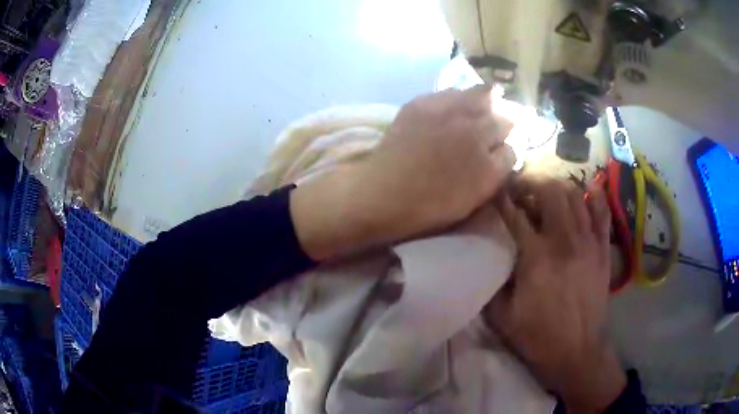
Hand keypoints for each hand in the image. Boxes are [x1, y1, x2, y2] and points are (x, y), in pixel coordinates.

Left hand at [291, 86, 515, 259]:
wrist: (382, 192)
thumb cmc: (428, 205)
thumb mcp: (473, 198)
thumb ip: (496, 171)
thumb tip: (505, 150)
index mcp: (488, 163)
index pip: (513, 146)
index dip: (508, 147)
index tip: (502, 149)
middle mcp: (474, 131)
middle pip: (503, 116)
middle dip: (503, 122)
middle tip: (495, 128)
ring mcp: (449, 112)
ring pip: (482, 95)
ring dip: (487, 102)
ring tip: (484, 105)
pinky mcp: (424, 103)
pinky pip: (454, 93)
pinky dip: (460, 97)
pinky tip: (454, 106)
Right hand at [484, 177, 625, 412]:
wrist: (577, 352)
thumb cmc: (538, 337)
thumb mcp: (502, 316)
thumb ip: (493, 281)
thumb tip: (492, 255)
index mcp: (536, 258)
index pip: (515, 215)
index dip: (502, 198)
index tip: (495, 190)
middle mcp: (565, 241)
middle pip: (550, 192)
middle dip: (531, 182)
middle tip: (520, 188)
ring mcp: (588, 243)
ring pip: (575, 195)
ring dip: (557, 187)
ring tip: (546, 192)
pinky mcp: (602, 250)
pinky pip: (602, 213)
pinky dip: (594, 197)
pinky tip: (585, 192)